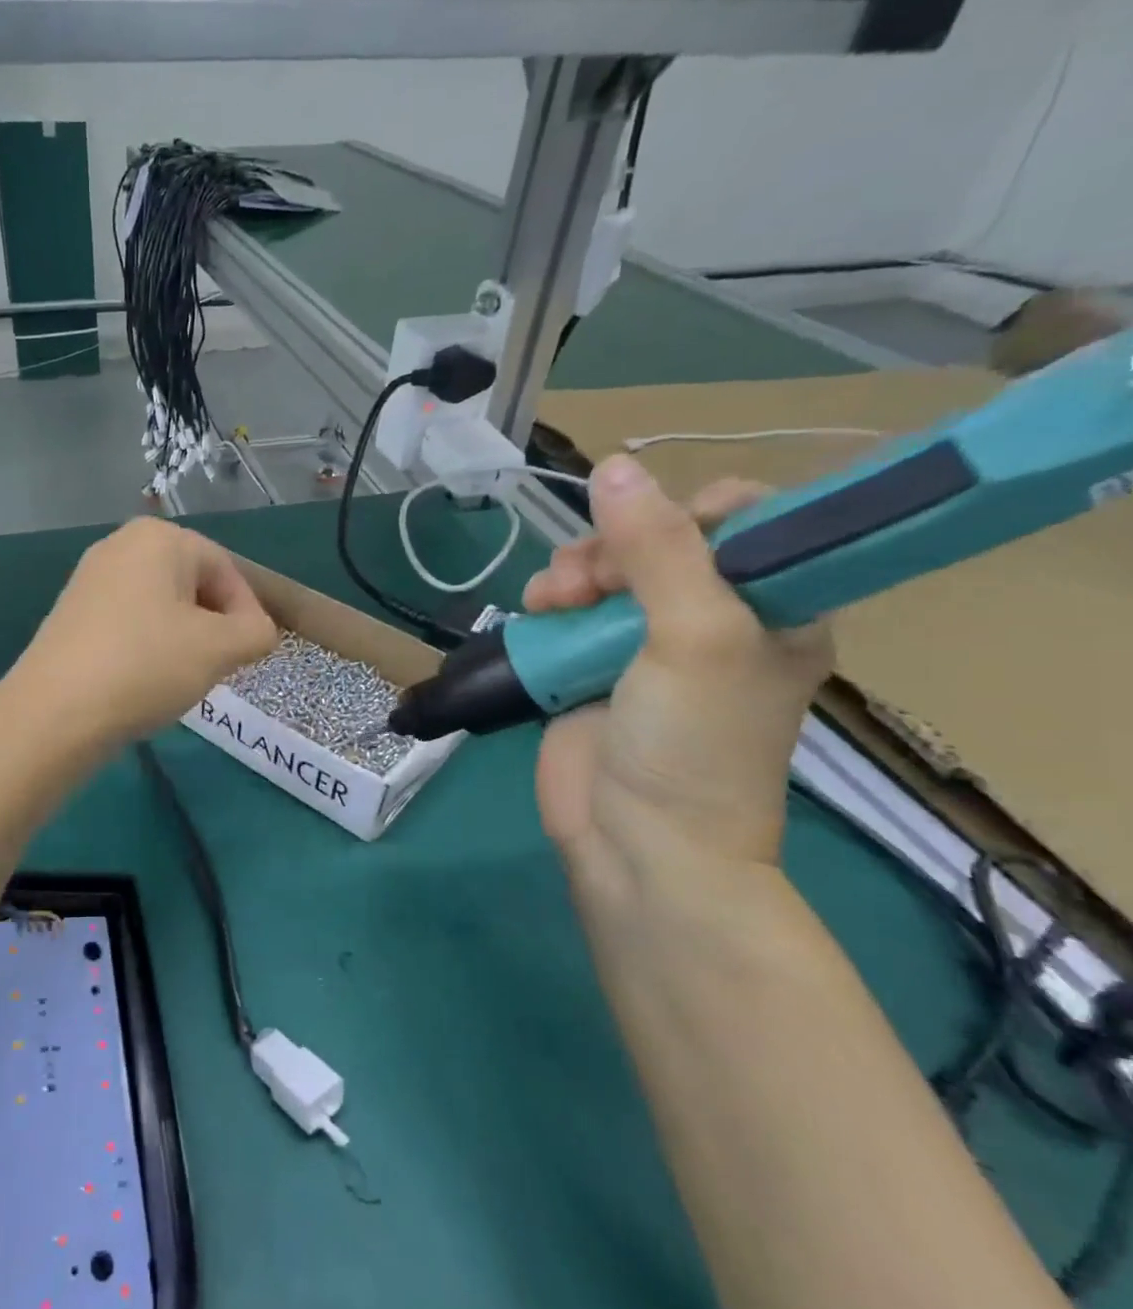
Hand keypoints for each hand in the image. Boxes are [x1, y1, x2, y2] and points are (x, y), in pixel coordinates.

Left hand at [10, 517, 279, 746]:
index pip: (226, 569)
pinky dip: (148, 645)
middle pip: (191, 584)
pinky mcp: (71, 612)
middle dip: (214, 625)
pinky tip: (145, 680)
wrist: (55, 712)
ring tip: (183, 677)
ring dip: (183, 638)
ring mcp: (89, 578)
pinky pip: (128, 621)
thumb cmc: (146, 666)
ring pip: (160, 605)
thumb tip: (256, 631)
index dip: (248, 613)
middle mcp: (120, 545)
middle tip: (220, 666)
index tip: (252, 655)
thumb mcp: (220, 649)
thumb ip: (256, 632)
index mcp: (159, 538)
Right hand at [525, 458, 832, 896]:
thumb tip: (612, 465)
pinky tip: (535, 613)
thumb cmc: (692, 743)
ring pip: (604, 570)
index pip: (746, 521)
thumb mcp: (694, 637)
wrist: (637, 844)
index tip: (652, 531)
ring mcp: (644, 643)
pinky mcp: (589, 665)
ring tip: (550, 600)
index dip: (693, 511)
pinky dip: (548, 602)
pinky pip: (568, 609)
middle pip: (658, 539)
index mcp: (773, 607)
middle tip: (588, 579)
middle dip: (614, 545)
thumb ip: (658, 550)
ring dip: (571, 571)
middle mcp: (712, 617)